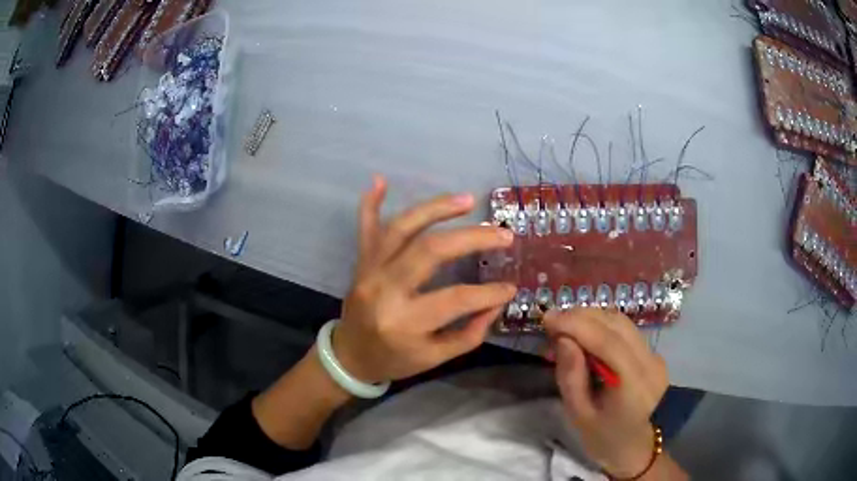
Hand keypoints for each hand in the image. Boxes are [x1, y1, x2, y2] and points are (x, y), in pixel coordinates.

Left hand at [331, 175, 515, 383]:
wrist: (350, 356)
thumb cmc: (394, 359)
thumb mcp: (435, 358)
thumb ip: (469, 333)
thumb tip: (497, 301)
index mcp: (405, 322)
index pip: (456, 299)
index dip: (489, 293)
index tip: (511, 287)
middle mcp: (384, 290)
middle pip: (430, 250)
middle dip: (472, 238)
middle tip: (502, 234)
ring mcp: (369, 270)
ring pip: (401, 228)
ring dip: (436, 208)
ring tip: (467, 200)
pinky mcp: (360, 261)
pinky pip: (365, 227)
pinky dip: (371, 202)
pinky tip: (380, 180)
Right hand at [544, 309, 667, 477]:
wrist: (637, 447)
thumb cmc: (604, 438)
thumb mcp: (579, 415)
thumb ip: (571, 376)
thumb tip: (563, 339)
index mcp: (634, 384)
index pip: (607, 341)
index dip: (576, 324)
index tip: (547, 318)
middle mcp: (650, 362)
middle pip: (616, 324)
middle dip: (581, 316)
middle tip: (551, 324)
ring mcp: (655, 356)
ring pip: (621, 322)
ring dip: (591, 318)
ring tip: (564, 328)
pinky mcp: (652, 354)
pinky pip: (625, 330)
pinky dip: (602, 326)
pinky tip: (584, 335)